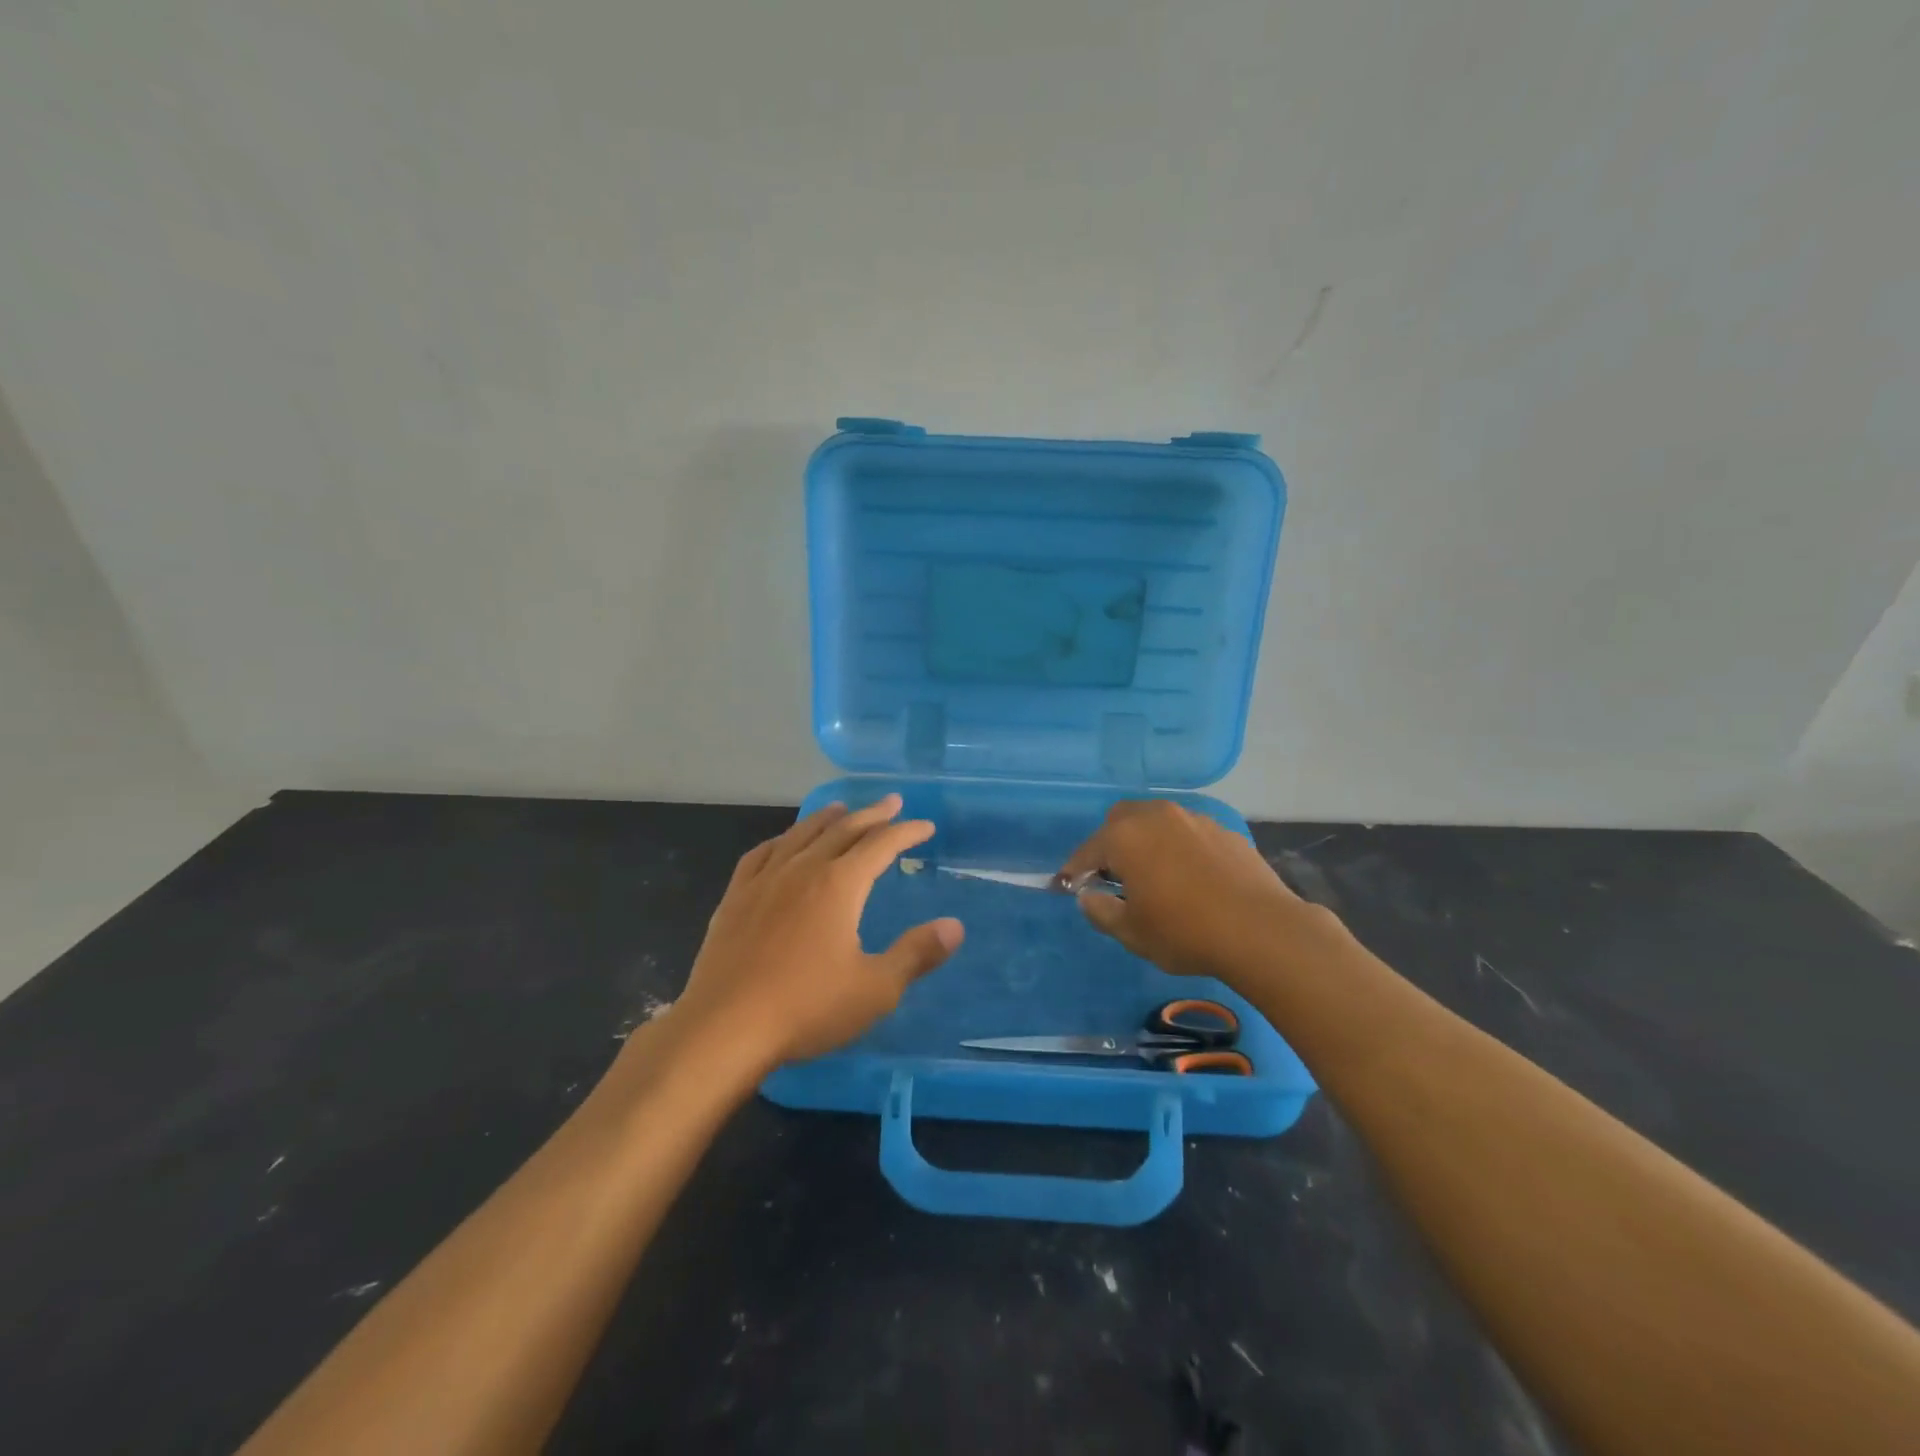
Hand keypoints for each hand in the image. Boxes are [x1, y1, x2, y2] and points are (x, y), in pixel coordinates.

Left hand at [674, 795, 964, 1068]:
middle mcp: (802, 870)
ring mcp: (764, 881)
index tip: (925, 826)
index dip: (906, 833)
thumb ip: (916, 954)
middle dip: (871, 815)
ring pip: (801, 835)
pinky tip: (782, 843)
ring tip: (841, 809)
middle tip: (891, 803)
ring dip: (826, 818)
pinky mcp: (735, 898)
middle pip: (842, 830)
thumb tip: (955, 926)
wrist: (724, 1028)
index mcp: (839, 885)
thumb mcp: (875, 989)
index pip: (881, 845)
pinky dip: (781, 840)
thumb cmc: (806, 1008)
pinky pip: (761, 854)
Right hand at [1057, 800, 1325, 984]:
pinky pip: (1188, 834)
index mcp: (1125, 837)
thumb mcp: (1131, 932)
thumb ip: (1100, 911)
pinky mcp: (1225, 831)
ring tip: (1154, 877)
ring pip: (1157, 823)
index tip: (1068, 887)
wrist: (1262, 931)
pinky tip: (1191, 879)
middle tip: (1113, 878)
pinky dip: (1178, 849)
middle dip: (1110, 845)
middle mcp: (1157, 817)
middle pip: (1120, 822)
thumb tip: (1089, 896)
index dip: (1074, 871)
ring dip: (1146, 843)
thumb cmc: (1185, 932)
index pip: (1087, 851)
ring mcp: (1194, 820)